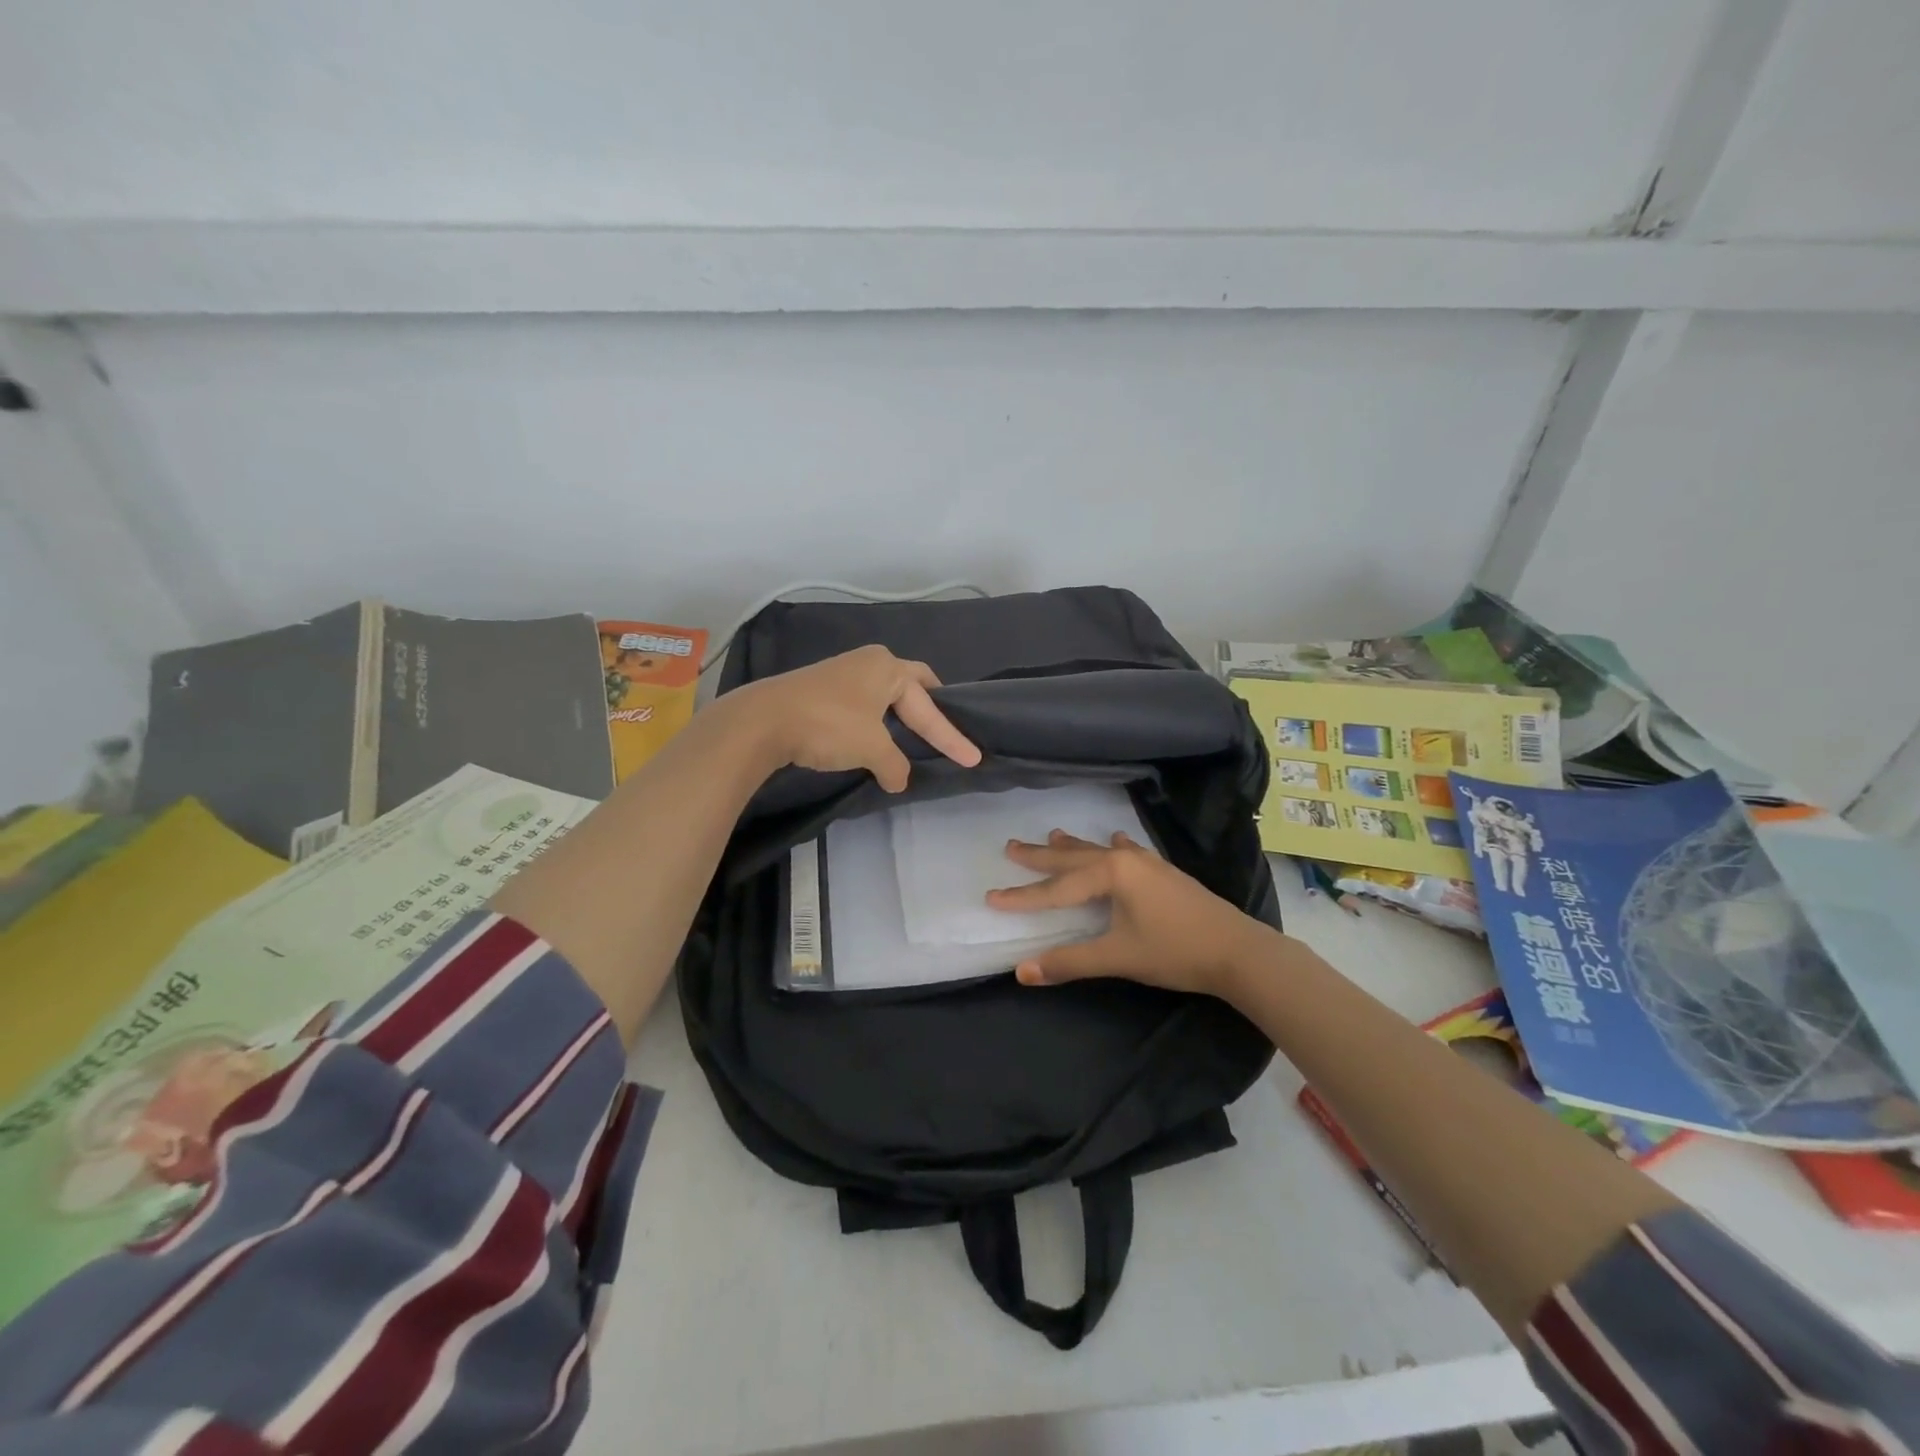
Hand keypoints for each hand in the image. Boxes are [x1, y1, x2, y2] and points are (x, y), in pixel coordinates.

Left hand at [734, 645, 982, 791]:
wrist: (763, 720)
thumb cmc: (828, 725)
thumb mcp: (871, 749)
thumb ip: (894, 765)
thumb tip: (899, 781)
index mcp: (889, 668)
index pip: (930, 705)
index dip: (951, 735)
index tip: (973, 757)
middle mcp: (870, 661)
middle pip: (912, 685)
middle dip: (930, 707)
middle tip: (945, 728)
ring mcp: (843, 672)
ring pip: (885, 693)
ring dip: (900, 714)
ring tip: (912, 735)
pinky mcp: (822, 687)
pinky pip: (863, 701)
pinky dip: (876, 719)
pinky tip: (874, 737)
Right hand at [986, 831, 1280, 997]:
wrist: (1238, 950)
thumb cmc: (1175, 951)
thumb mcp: (1118, 957)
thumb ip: (1069, 962)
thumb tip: (1022, 971)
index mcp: (1110, 874)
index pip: (1056, 888)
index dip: (1023, 896)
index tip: (991, 898)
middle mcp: (1125, 860)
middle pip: (1073, 859)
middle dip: (1040, 856)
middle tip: (1010, 846)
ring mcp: (1147, 864)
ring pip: (1099, 851)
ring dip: (1073, 848)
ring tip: (1052, 836)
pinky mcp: (1163, 873)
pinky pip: (1127, 852)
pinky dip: (1113, 847)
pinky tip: (1116, 838)